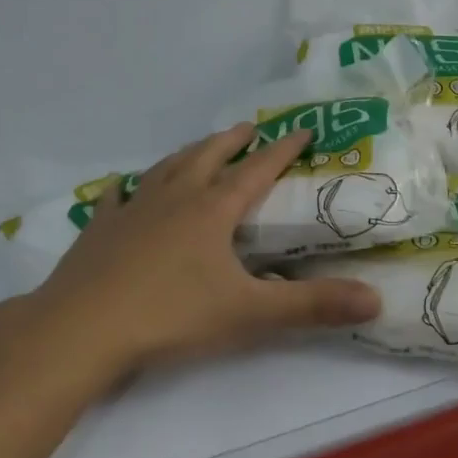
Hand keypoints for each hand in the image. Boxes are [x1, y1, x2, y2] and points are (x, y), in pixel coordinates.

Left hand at [27, 123, 382, 372]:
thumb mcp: (249, 313)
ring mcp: (132, 210)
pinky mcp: (99, 230)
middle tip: (248, 127)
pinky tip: (123, 187)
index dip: (283, 150)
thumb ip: (312, 307)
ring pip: (166, 169)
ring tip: (199, 148)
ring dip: (187, 154)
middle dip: (232, 141)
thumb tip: (376, 300)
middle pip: (208, 157)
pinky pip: (115, 198)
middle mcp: (174, 198)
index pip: (257, 170)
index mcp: (212, 210)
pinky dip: (126, 188)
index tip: (302, 129)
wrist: (81, 329)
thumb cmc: (170, 315)